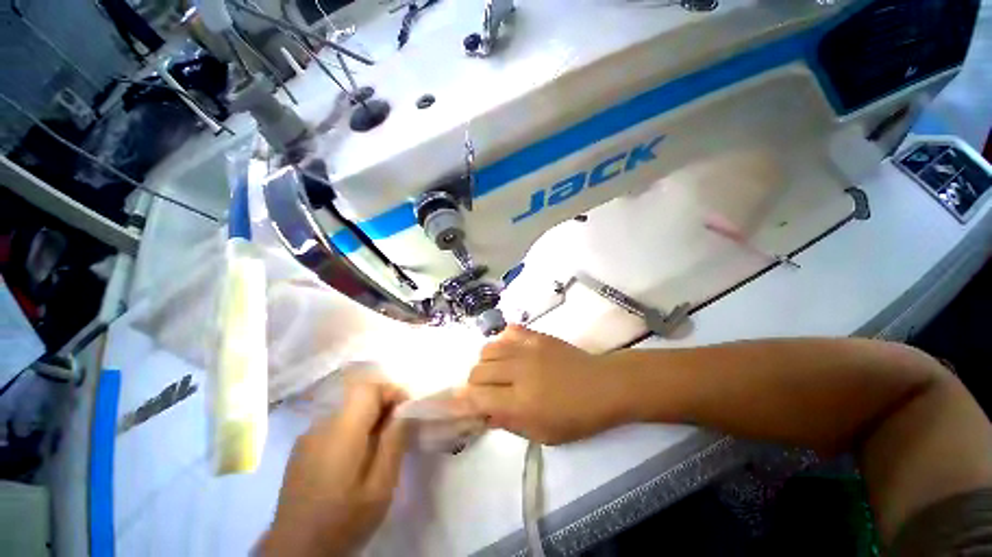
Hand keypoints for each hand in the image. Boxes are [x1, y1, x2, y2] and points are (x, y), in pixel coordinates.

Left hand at [261, 380, 408, 556]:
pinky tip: (355, 459)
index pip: (368, 388)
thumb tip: (404, 410)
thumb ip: (394, 442)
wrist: (295, 553)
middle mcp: (321, 426)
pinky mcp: (301, 450)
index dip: (390, 391)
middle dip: (383, 406)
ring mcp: (307, 437)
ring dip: (368, 419)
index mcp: (341, 431)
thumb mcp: (380, 486)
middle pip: (358, 398)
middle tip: (397, 430)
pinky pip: (334, 426)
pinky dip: (352, 431)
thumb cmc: (343, 521)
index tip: (406, 410)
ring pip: (347, 411)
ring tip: (379, 447)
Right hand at [463, 325, 630, 444]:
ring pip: (488, 348)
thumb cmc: (577, 417)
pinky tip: (509, 351)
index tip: (456, 403)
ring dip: (485, 362)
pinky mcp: (537, 336)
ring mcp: (527, 349)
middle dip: (474, 383)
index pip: (478, 397)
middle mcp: (519, 371)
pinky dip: (503, 341)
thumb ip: (509, 422)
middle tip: (485, 391)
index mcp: (521, 401)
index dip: (463, 401)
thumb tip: (484, 413)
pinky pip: (509, 331)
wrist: (603, 385)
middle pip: (478, 371)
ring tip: (496, 370)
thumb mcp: (543, 433)